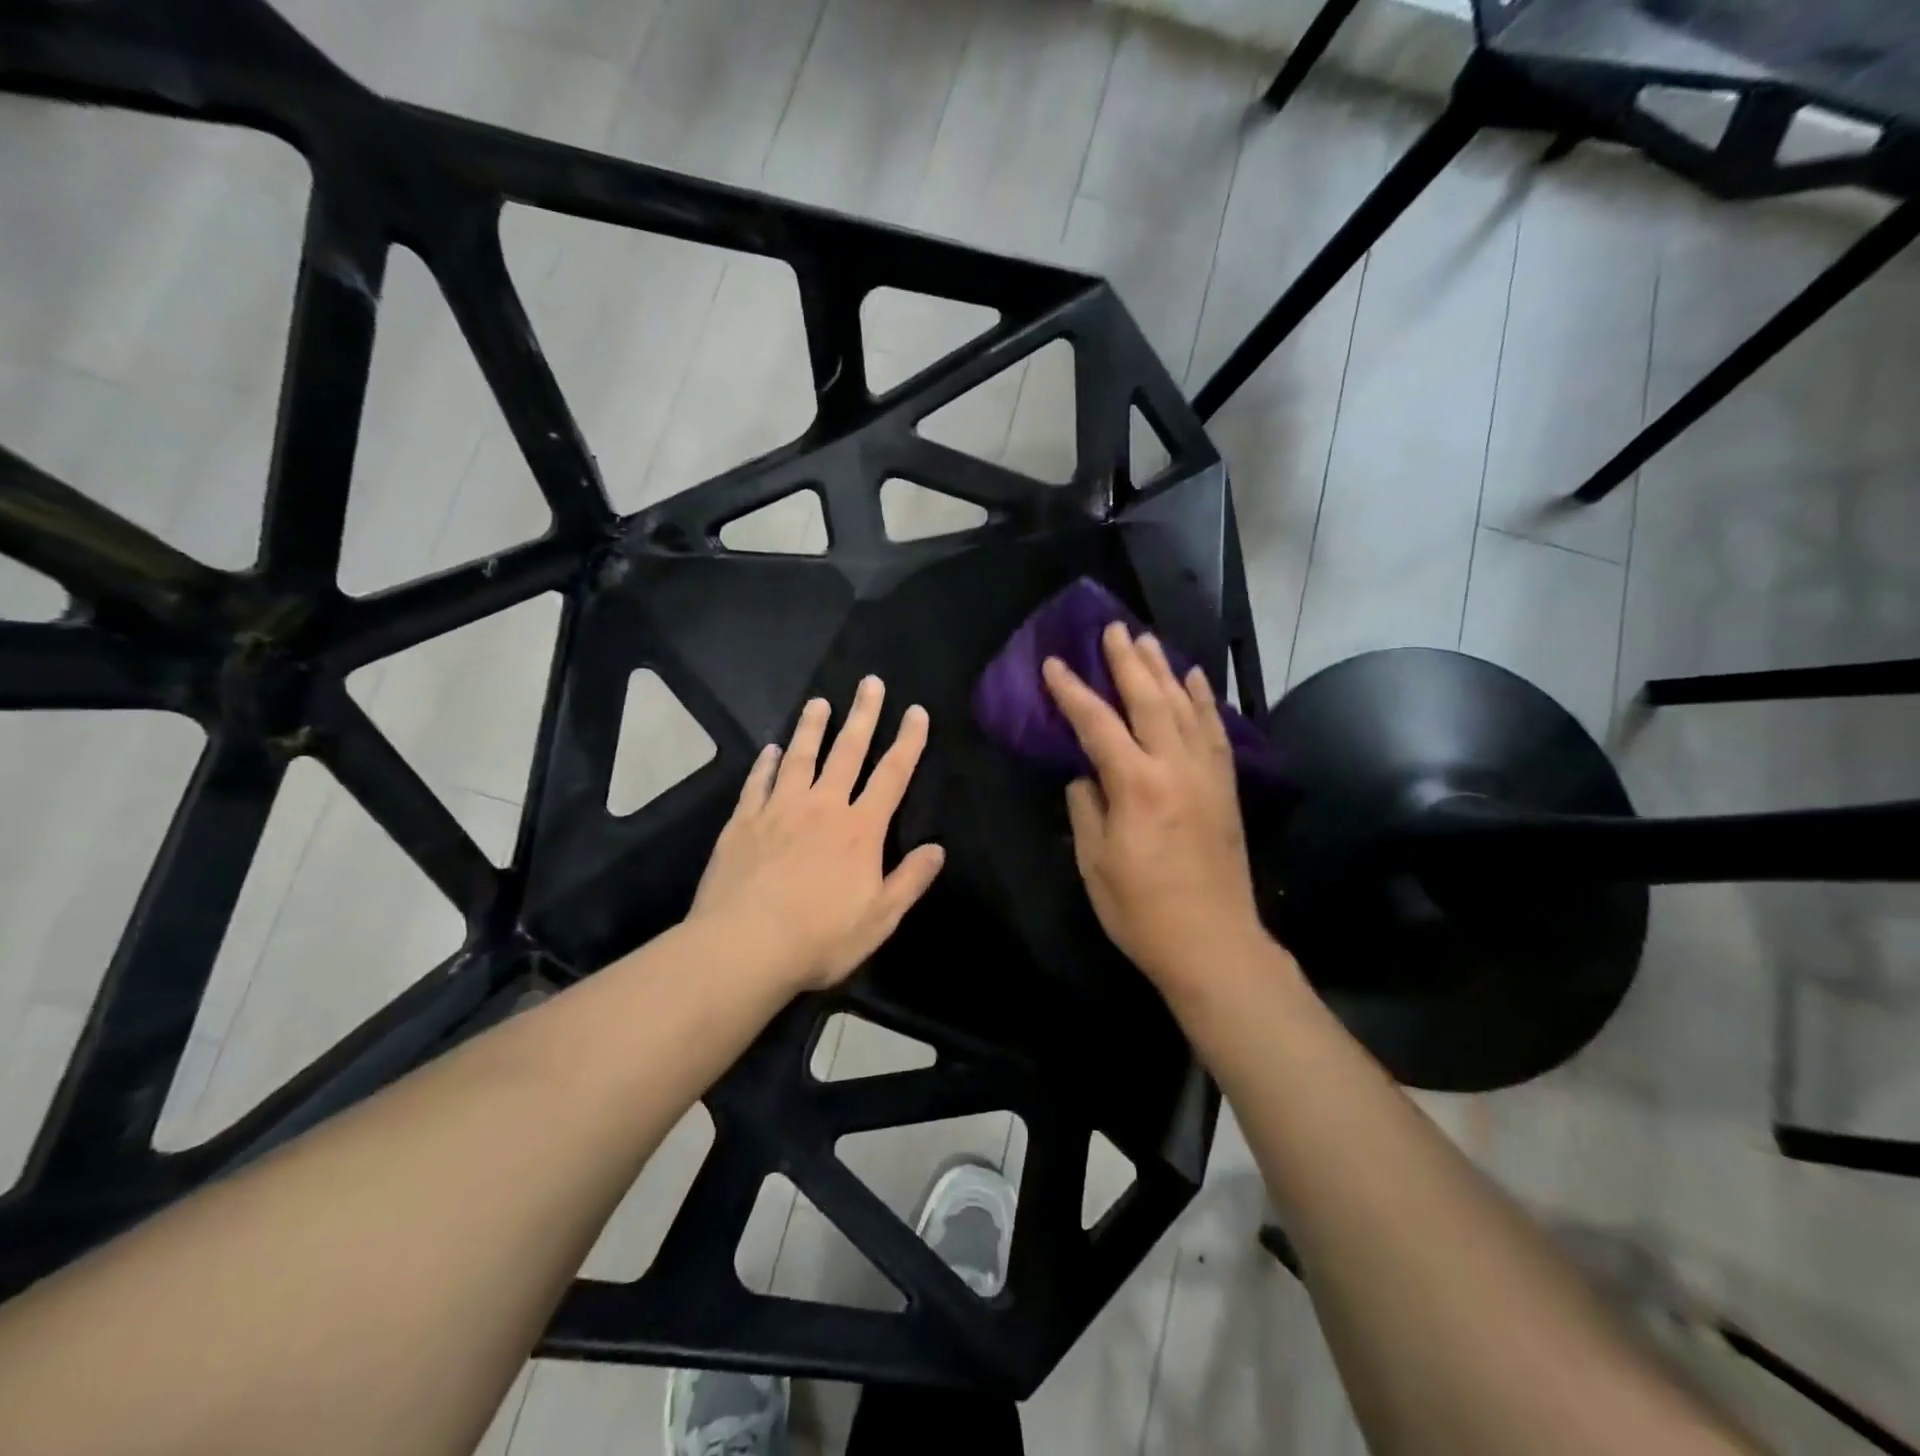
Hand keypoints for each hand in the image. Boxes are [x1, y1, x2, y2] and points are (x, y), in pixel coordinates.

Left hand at [688, 676, 945, 991]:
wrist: (745, 946)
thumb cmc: (820, 937)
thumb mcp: (880, 918)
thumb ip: (910, 880)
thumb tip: (937, 849)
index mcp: (860, 829)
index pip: (892, 775)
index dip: (908, 741)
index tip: (916, 711)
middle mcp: (822, 807)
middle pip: (847, 752)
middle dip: (862, 715)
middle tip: (869, 683)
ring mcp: (779, 810)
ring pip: (799, 757)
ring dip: (811, 728)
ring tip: (818, 702)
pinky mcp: (743, 822)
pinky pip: (757, 782)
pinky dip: (766, 763)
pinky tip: (769, 749)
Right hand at [1043, 624, 1269, 995]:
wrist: (1214, 943)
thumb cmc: (1141, 911)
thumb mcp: (1094, 863)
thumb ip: (1086, 808)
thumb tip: (1085, 774)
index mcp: (1136, 786)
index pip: (1097, 724)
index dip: (1072, 692)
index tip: (1054, 665)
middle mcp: (1175, 767)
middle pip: (1149, 700)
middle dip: (1127, 662)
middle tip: (1111, 629)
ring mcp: (1207, 774)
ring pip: (1185, 707)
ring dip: (1164, 670)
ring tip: (1147, 641)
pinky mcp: (1226, 787)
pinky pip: (1215, 731)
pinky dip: (1204, 700)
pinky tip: (1195, 679)